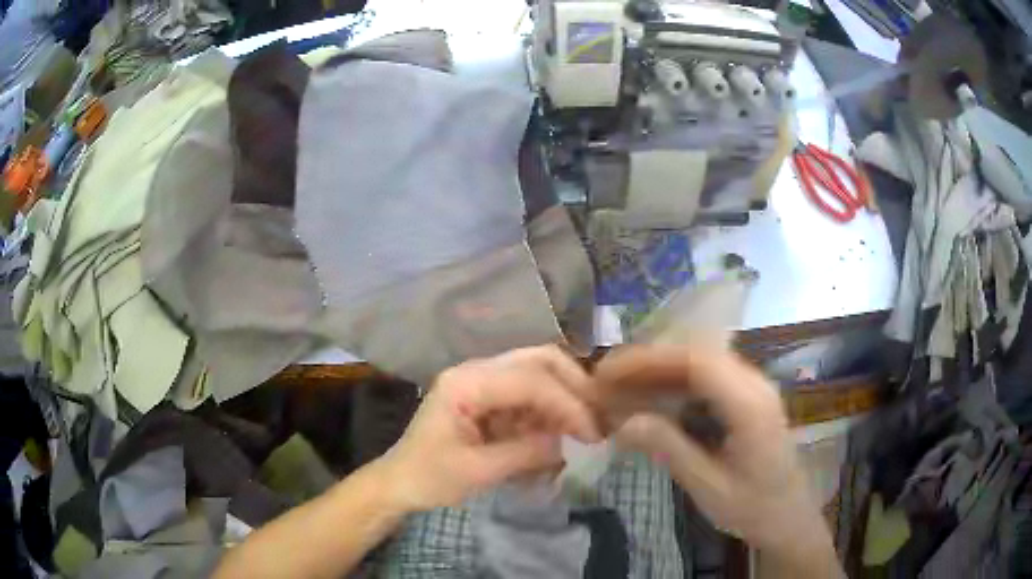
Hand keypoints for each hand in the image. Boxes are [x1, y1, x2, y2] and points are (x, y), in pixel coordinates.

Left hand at [380, 345, 601, 511]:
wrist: (400, 483)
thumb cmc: (430, 477)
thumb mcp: (477, 472)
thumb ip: (525, 453)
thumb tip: (570, 443)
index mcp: (466, 383)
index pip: (529, 379)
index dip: (567, 403)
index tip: (592, 434)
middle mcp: (476, 372)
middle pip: (538, 359)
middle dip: (573, 385)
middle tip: (596, 418)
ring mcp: (483, 382)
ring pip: (538, 373)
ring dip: (564, 397)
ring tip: (583, 429)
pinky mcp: (490, 398)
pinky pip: (530, 395)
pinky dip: (550, 411)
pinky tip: (559, 433)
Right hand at [593, 344, 827, 554]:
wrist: (790, 518)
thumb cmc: (754, 508)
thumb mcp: (708, 487)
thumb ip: (670, 449)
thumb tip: (623, 422)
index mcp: (750, 405)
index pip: (697, 362)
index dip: (648, 360)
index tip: (608, 373)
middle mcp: (756, 385)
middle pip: (697, 354)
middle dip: (648, 362)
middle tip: (606, 380)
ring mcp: (755, 388)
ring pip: (701, 363)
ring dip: (659, 371)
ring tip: (621, 387)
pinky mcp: (749, 399)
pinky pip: (708, 378)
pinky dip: (675, 383)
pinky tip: (652, 398)